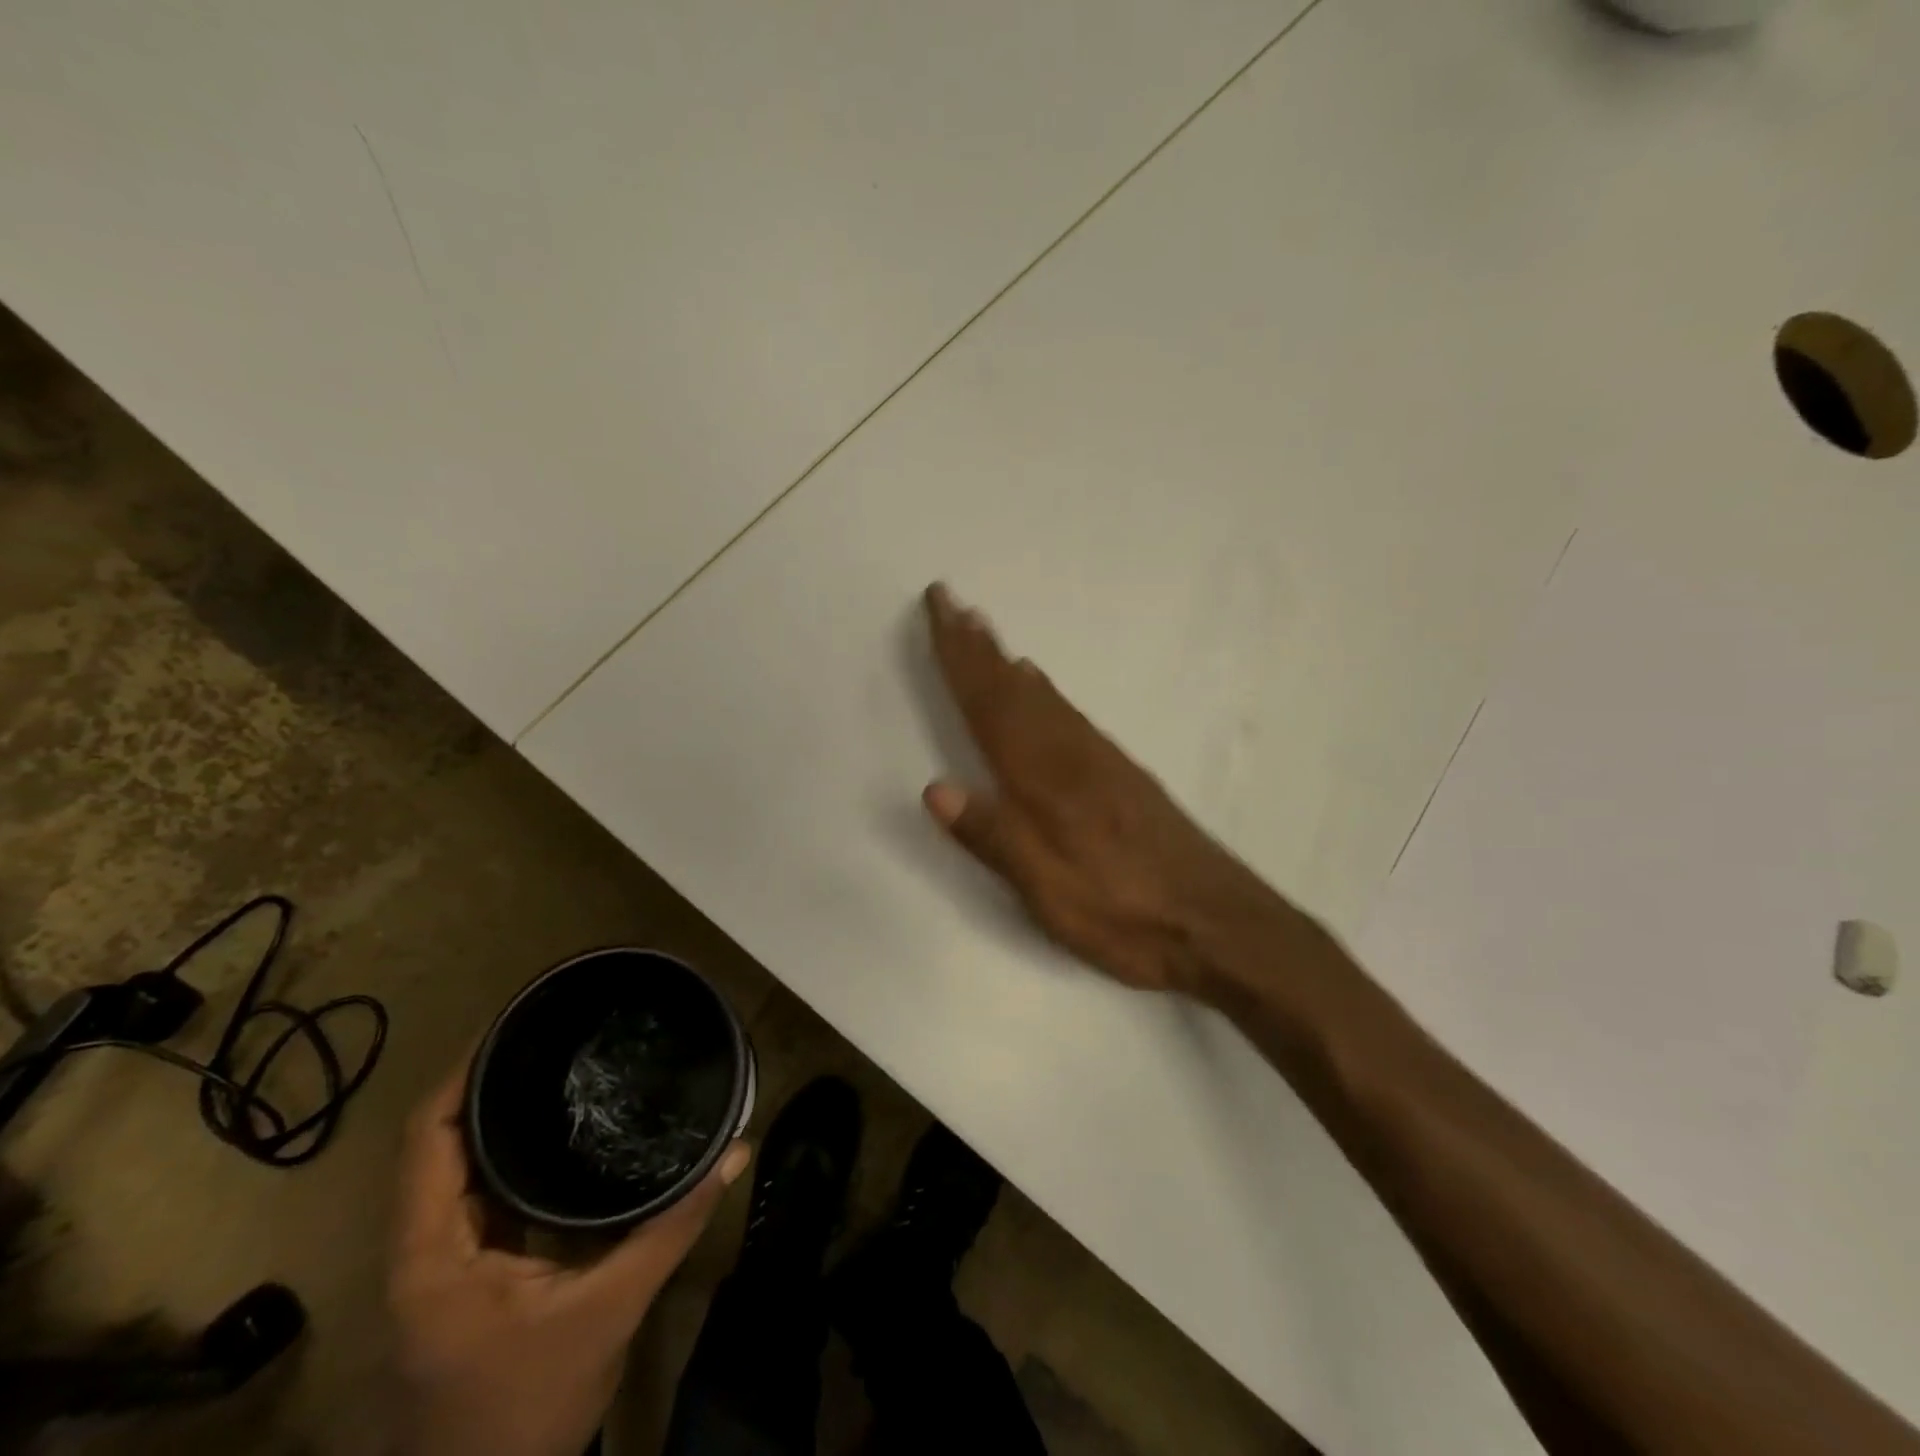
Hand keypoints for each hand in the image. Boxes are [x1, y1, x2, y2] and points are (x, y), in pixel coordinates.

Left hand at [387, 1064, 748, 1455]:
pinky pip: (479, 1191)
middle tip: (554, 1028)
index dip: (464, 1072)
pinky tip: (557, 1129)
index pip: (428, 1137)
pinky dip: (509, 1152)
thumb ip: (671, 1227)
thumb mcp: (609, 1312)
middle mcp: (421, 1246)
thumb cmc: (529, 1408)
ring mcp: (440, 1262)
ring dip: (497, 1113)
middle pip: (439, 1139)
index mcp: (432, 1252)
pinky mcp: (466, 1272)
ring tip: (558, 1059)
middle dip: (489, 1078)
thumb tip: (734, 1150)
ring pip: (456, 1165)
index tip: (519, 1021)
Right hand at [921, 583, 1311, 1000]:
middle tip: (953, 602)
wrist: (1218, 921)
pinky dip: (1044, 693)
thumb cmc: (1124, 911)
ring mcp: (1101, 761)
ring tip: (985, 634)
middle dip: (979, 646)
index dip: (959, 656)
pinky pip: (1068, 715)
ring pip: (1043, 698)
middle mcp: (1071, 755)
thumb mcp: (1049, 890)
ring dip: (1007, 663)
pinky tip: (1041, 689)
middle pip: (1014, 690)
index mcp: (1045, 778)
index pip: (990, 704)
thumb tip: (935, 788)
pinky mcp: (1122, 775)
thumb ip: (993, 837)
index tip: (939, 605)